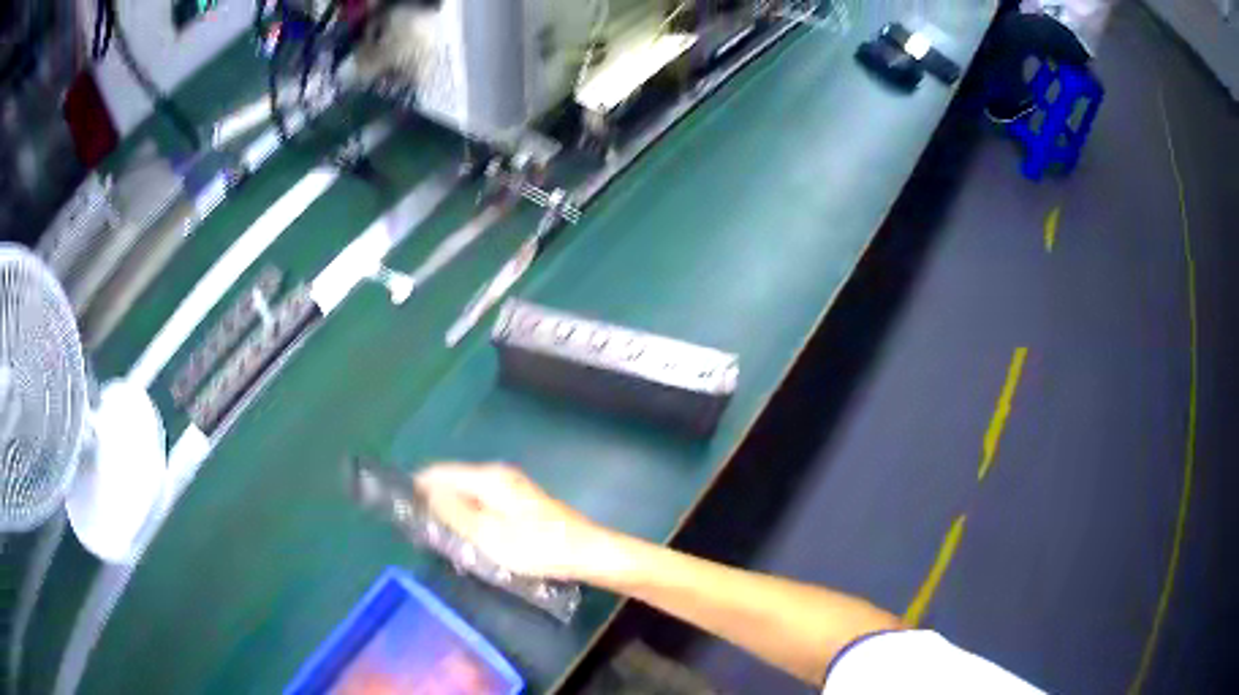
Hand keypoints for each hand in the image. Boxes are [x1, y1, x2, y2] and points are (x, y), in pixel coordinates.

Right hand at [415, 462, 614, 580]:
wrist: (588, 553)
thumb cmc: (537, 547)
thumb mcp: (488, 536)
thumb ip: (454, 513)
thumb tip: (425, 491)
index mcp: (488, 478)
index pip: (439, 472)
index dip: (417, 487)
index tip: (403, 510)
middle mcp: (497, 475)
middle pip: (453, 482)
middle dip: (434, 503)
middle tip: (422, 532)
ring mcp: (511, 488)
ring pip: (468, 495)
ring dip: (453, 513)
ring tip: (442, 539)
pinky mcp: (520, 503)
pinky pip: (483, 505)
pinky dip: (471, 518)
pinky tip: (470, 540)